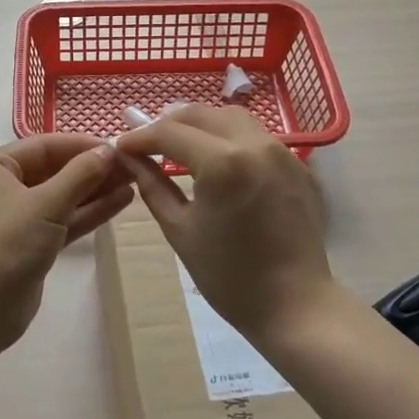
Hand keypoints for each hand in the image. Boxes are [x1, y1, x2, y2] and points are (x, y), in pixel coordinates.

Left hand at [0, 134, 133, 350]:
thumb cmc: (6, 245)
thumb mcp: (46, 204)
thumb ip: (80, 174)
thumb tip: (109, 150)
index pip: (43, 146)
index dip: (81, 145)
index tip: (119, 146)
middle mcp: (2, 187)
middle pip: (54, 170)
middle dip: (92, 168)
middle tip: (133, 164)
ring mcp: (16, 218)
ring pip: (62, 197)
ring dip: (95, 190)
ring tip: (135, 180)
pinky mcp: (31, 245)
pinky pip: (63, 220)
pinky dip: (88, 212)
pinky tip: (121, 202)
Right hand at [113, 104, 337, 345]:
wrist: (294, 304)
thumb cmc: (228, 275)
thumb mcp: (179, 230)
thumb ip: (152, 185)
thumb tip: (130, 158)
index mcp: (222, 163)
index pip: (170, 132)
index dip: (140, 137)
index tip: (120, 147)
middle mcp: (254, 144)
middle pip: (201, 114)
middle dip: (168, 123)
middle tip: (146, 144)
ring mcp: (281, 152)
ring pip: (232, 118)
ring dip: (201, 125)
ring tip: (179, 146)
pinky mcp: (297, 165)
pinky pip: (256, 137)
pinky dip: (229, 138)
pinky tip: (217, 161)